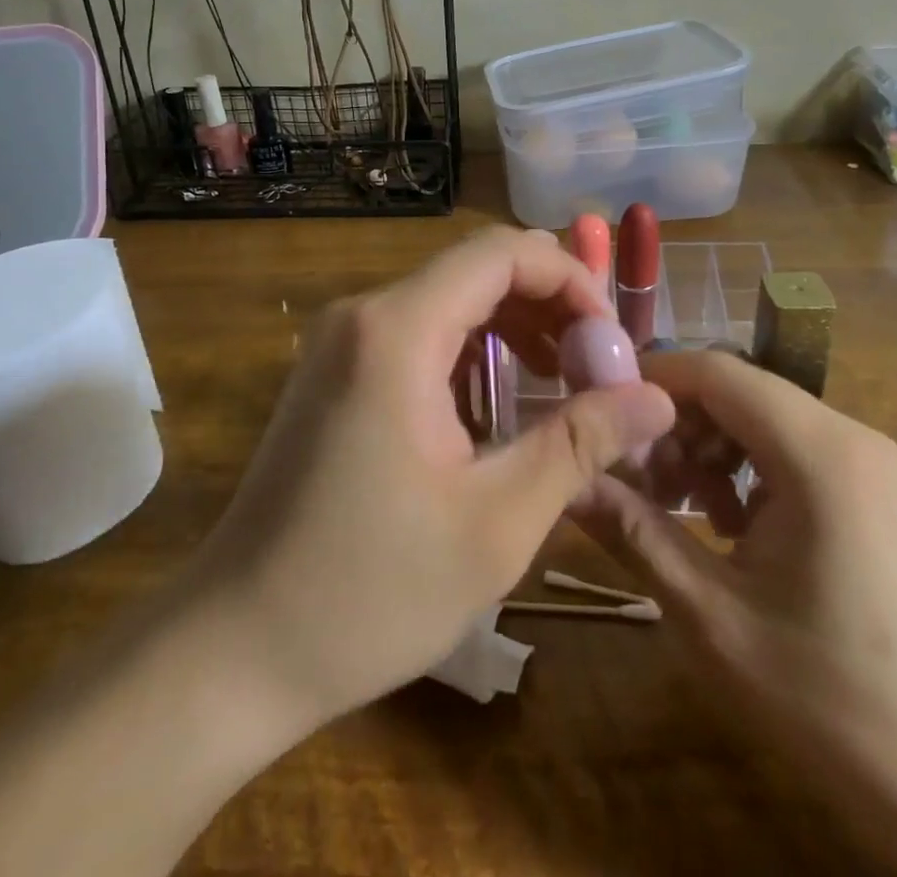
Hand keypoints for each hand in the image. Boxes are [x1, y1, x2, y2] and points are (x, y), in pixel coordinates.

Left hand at [191, 227, 675, 728]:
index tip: (611, 339)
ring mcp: (339, 339)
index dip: (569, 278)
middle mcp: (362, 314)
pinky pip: (415, 330)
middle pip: (473, 269)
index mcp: (397, 331)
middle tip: (597, 367)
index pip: (499, 253)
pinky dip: (469, 350)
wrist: (238, 643)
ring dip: (511, 327)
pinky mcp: (332, 369)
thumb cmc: (370, 591)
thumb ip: (580, 444)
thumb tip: (658, 399)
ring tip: (562, 383)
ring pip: (446, 298)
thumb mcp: (496, 522)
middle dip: (547, 305)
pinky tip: (499, 403)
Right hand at [575, 351, 896, 875]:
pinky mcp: (873, 491)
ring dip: (705, 449)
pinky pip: (788, 449)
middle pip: (736, 390)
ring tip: (675, 510)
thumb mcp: (714, 618)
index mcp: (818, 452)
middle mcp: (849, 436)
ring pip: (759, 418)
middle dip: (673, 423)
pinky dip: (742, 470)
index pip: (715, 371)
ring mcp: (868, 463)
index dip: (647, 380)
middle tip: (632, 480)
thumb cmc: (840, 703)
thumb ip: (635, 534)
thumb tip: (566, 484)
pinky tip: (726, 528)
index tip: (596, 414)